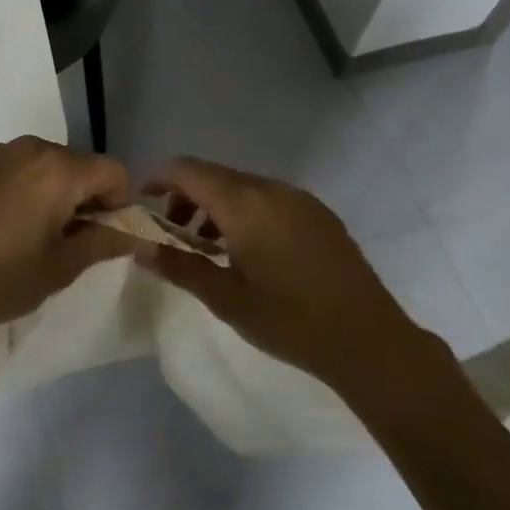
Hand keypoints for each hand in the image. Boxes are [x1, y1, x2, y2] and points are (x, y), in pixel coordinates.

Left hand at [0, 136, 142, 358]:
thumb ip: (102, 243)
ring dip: (59, 194)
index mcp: (57, 170)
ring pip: (50, 166)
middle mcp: (30, 148)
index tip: (105, 239)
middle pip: (81, 165)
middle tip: (72, 244)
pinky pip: (21, 169)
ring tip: (38, 238)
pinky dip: (30, 190)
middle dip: (88, 199)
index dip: (120, 204)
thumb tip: (136, 234)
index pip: (113, 172)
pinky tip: (9, 228)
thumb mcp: (58, 268)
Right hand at [138, 158, 453, 401]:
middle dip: (187, 195)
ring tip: (208, 245)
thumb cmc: (288, 320)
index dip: (159, 177)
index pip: (189, 170)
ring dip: (217, 204)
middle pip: (216, 175)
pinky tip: (249, 249)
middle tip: (172, 230)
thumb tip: (141, 249)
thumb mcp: (225, 298)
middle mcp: (271, 189)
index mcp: (244, 204)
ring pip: (244, 187)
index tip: (141, 197)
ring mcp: (299, 199)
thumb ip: (180, 267)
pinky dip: (246, 211)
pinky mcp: (319, 214)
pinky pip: (270, 198)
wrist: (367, 339)